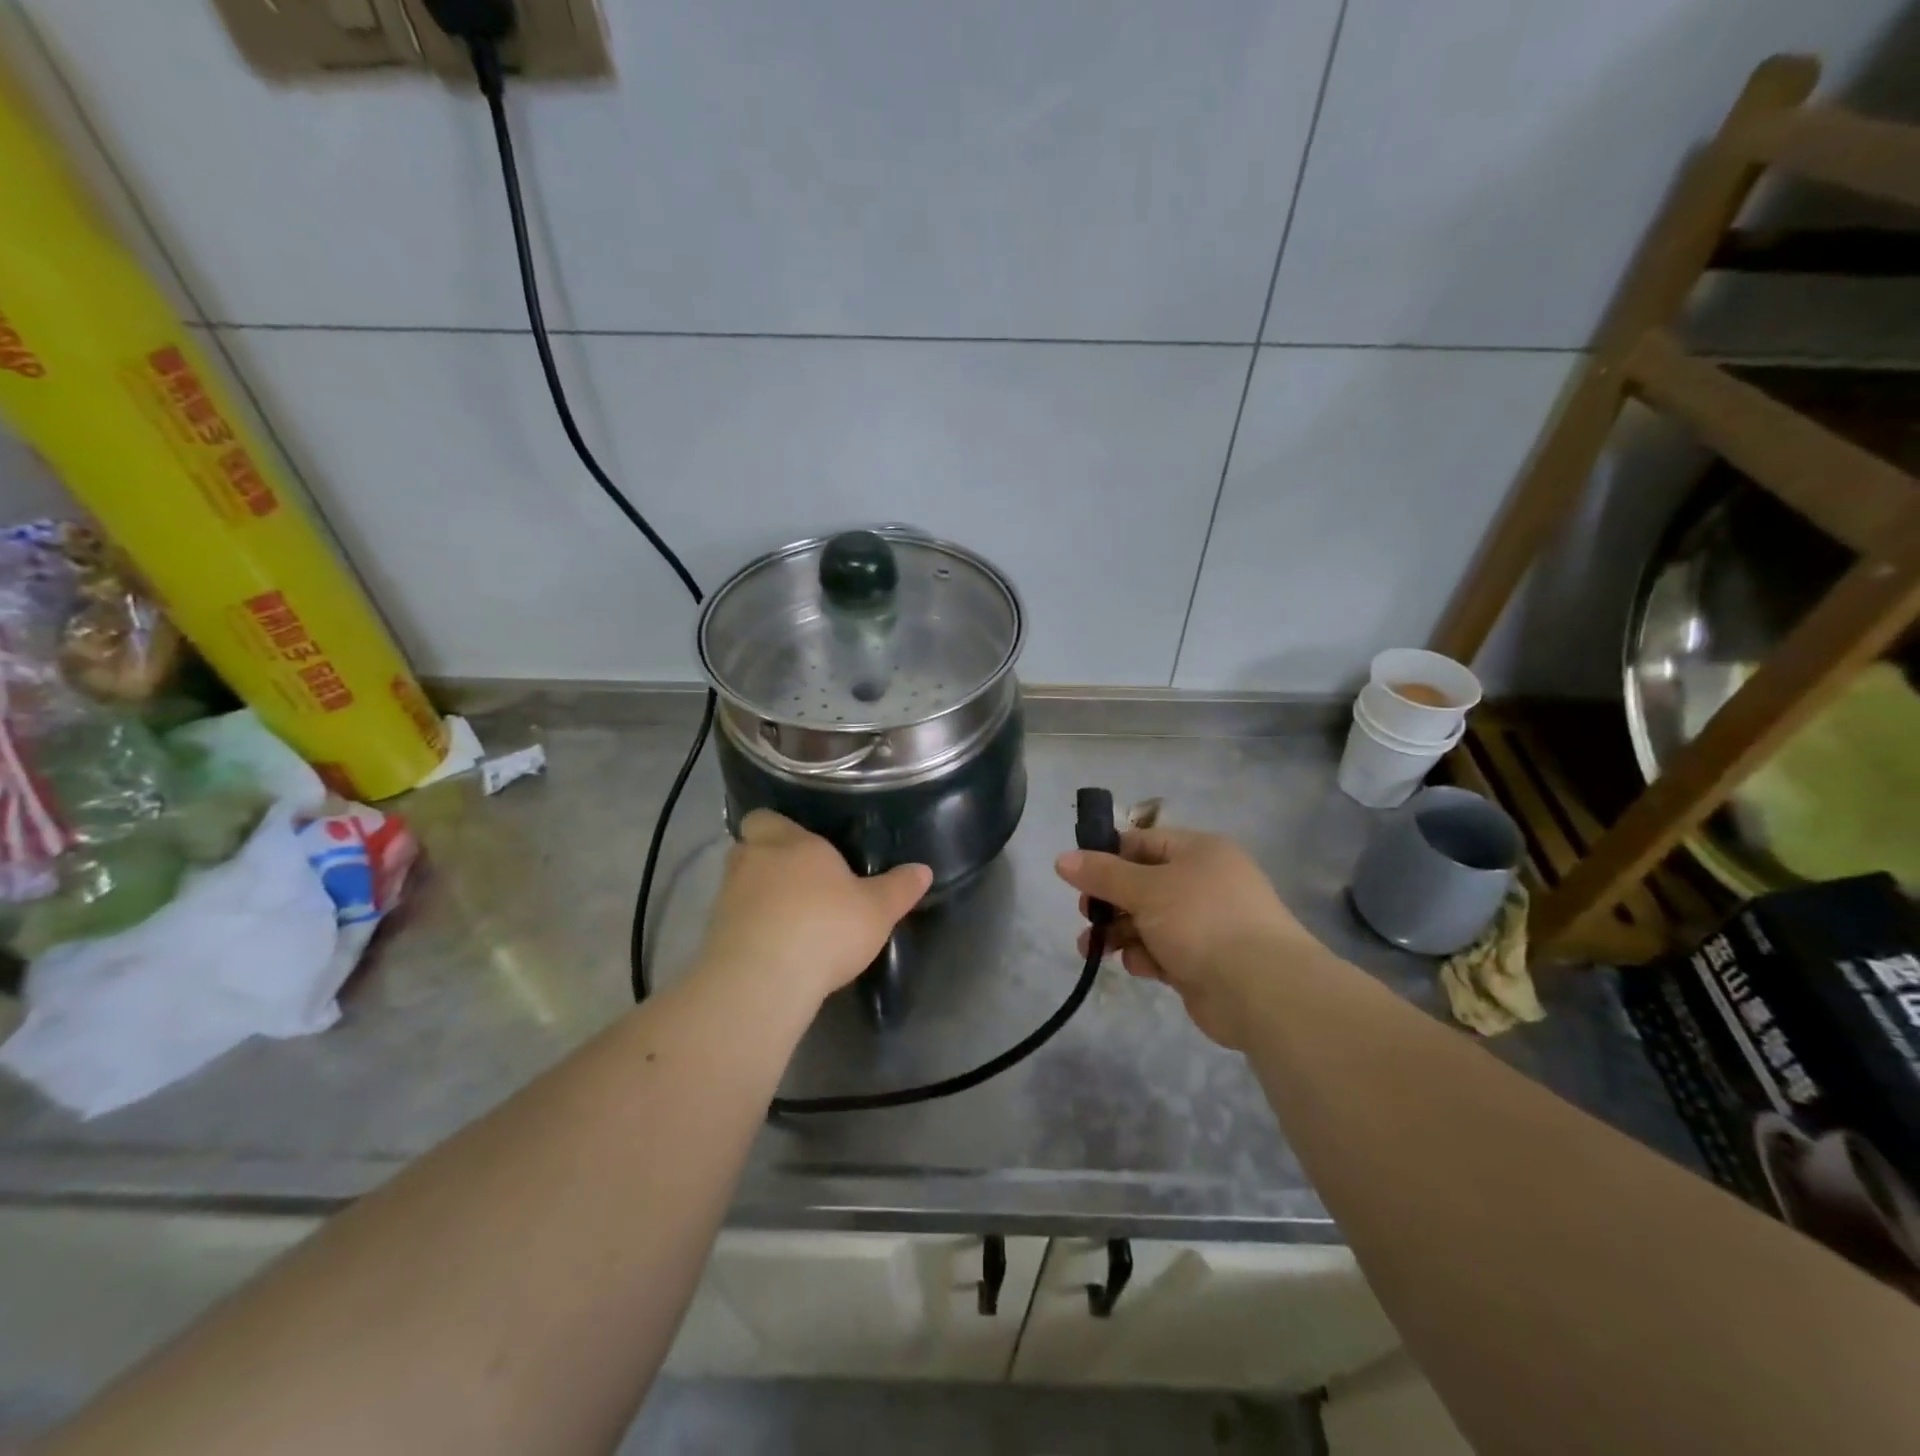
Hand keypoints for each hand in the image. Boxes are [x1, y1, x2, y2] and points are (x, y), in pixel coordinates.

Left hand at [694, 811, 931, 1010]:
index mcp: (790, 841)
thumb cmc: (825, 927)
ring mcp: (727, 898)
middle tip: (799, 881)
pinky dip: (749, 929)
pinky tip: (773, 949)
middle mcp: (752, 860)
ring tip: (788, 920)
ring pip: (740, 885)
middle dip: (768, 861)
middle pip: (749, 848)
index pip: (766, 818)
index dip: (778, 828)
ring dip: (758, 897)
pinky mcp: (713, 934)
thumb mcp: (876, 910)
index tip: (799, 844)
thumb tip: (923, 869)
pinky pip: (733, 921)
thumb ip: (899, 888)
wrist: (762, 980)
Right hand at [1055, 826, 1321, 1048]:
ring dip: (1119, 932)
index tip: (1077, 875)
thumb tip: (1062, 858)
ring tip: (1092, 948)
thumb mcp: (1145, 889)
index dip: (1107, 856)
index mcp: (1199, 851)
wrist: (1261, 989)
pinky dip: (1146, 956)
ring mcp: (1206, 924)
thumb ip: (1102, 874)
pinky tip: (1138, 966)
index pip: (1142, 842)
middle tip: (1088, 914)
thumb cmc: (1201, 921)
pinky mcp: (1204, 961)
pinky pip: (1163, 950)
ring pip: (1148, 920)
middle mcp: (1204, 882)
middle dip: (1109, 901)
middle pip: (1142, 884)